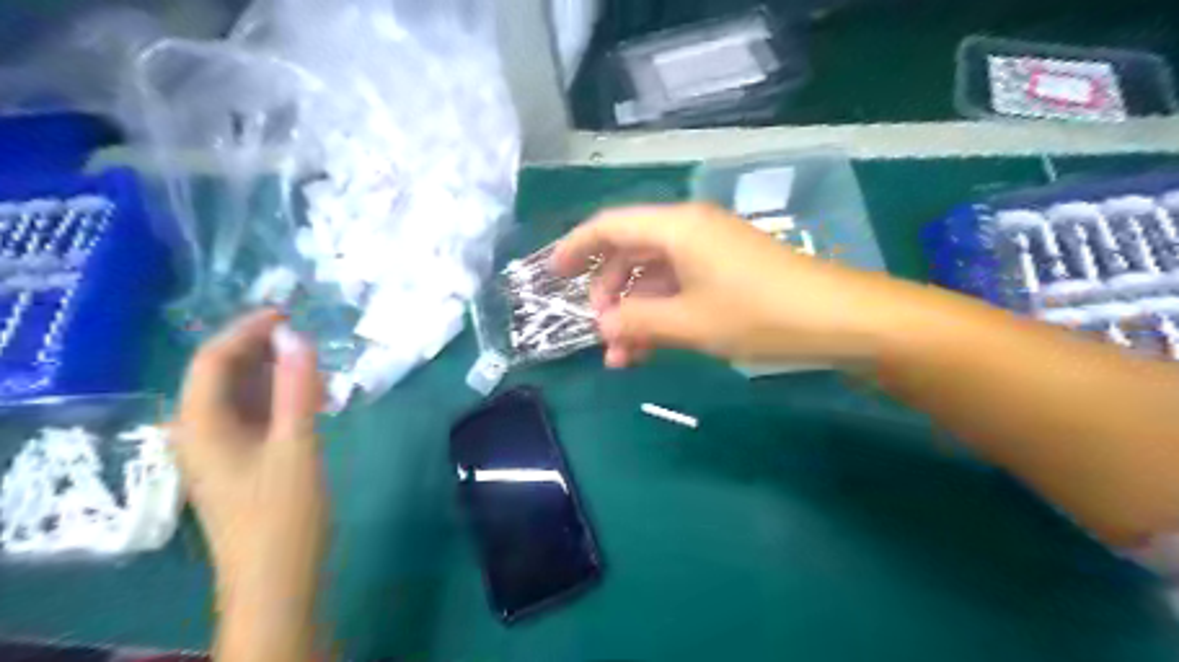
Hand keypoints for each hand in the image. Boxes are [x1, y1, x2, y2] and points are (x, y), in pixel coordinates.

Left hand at [172, 309, 323, 598]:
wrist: (276, 579)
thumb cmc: (283, 514)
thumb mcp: (296, 446)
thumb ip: (297, 389)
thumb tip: (297, 335)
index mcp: (200, 425)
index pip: (213, 359)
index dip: (247, 329)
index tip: (288, 312)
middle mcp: (200, 431)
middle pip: (221, 373)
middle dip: (260, 347)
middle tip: (305, 332)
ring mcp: (219, 448)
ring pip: (239, 394)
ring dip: (273, 371)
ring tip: (313, 360)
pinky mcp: (240, 461)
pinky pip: (253, 414)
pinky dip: (279, 397)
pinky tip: (310, 397)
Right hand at [553, 201, 910, 366]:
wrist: (837, 319)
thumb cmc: (757, 313)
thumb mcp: (688, 323)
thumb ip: (637, 322)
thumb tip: (602, 327)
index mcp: (676, 227)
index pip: (609, 226)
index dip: (576, 248)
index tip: (553, 275)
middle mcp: (689, 229)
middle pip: (630, 251)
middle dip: (609, 293)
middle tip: (600, 332)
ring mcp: (710, 250)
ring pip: (654, 275)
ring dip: (635, 312)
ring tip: (623, 357)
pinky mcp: (726, 271)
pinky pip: (679, 286)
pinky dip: (661, 313)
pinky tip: (652, 348)